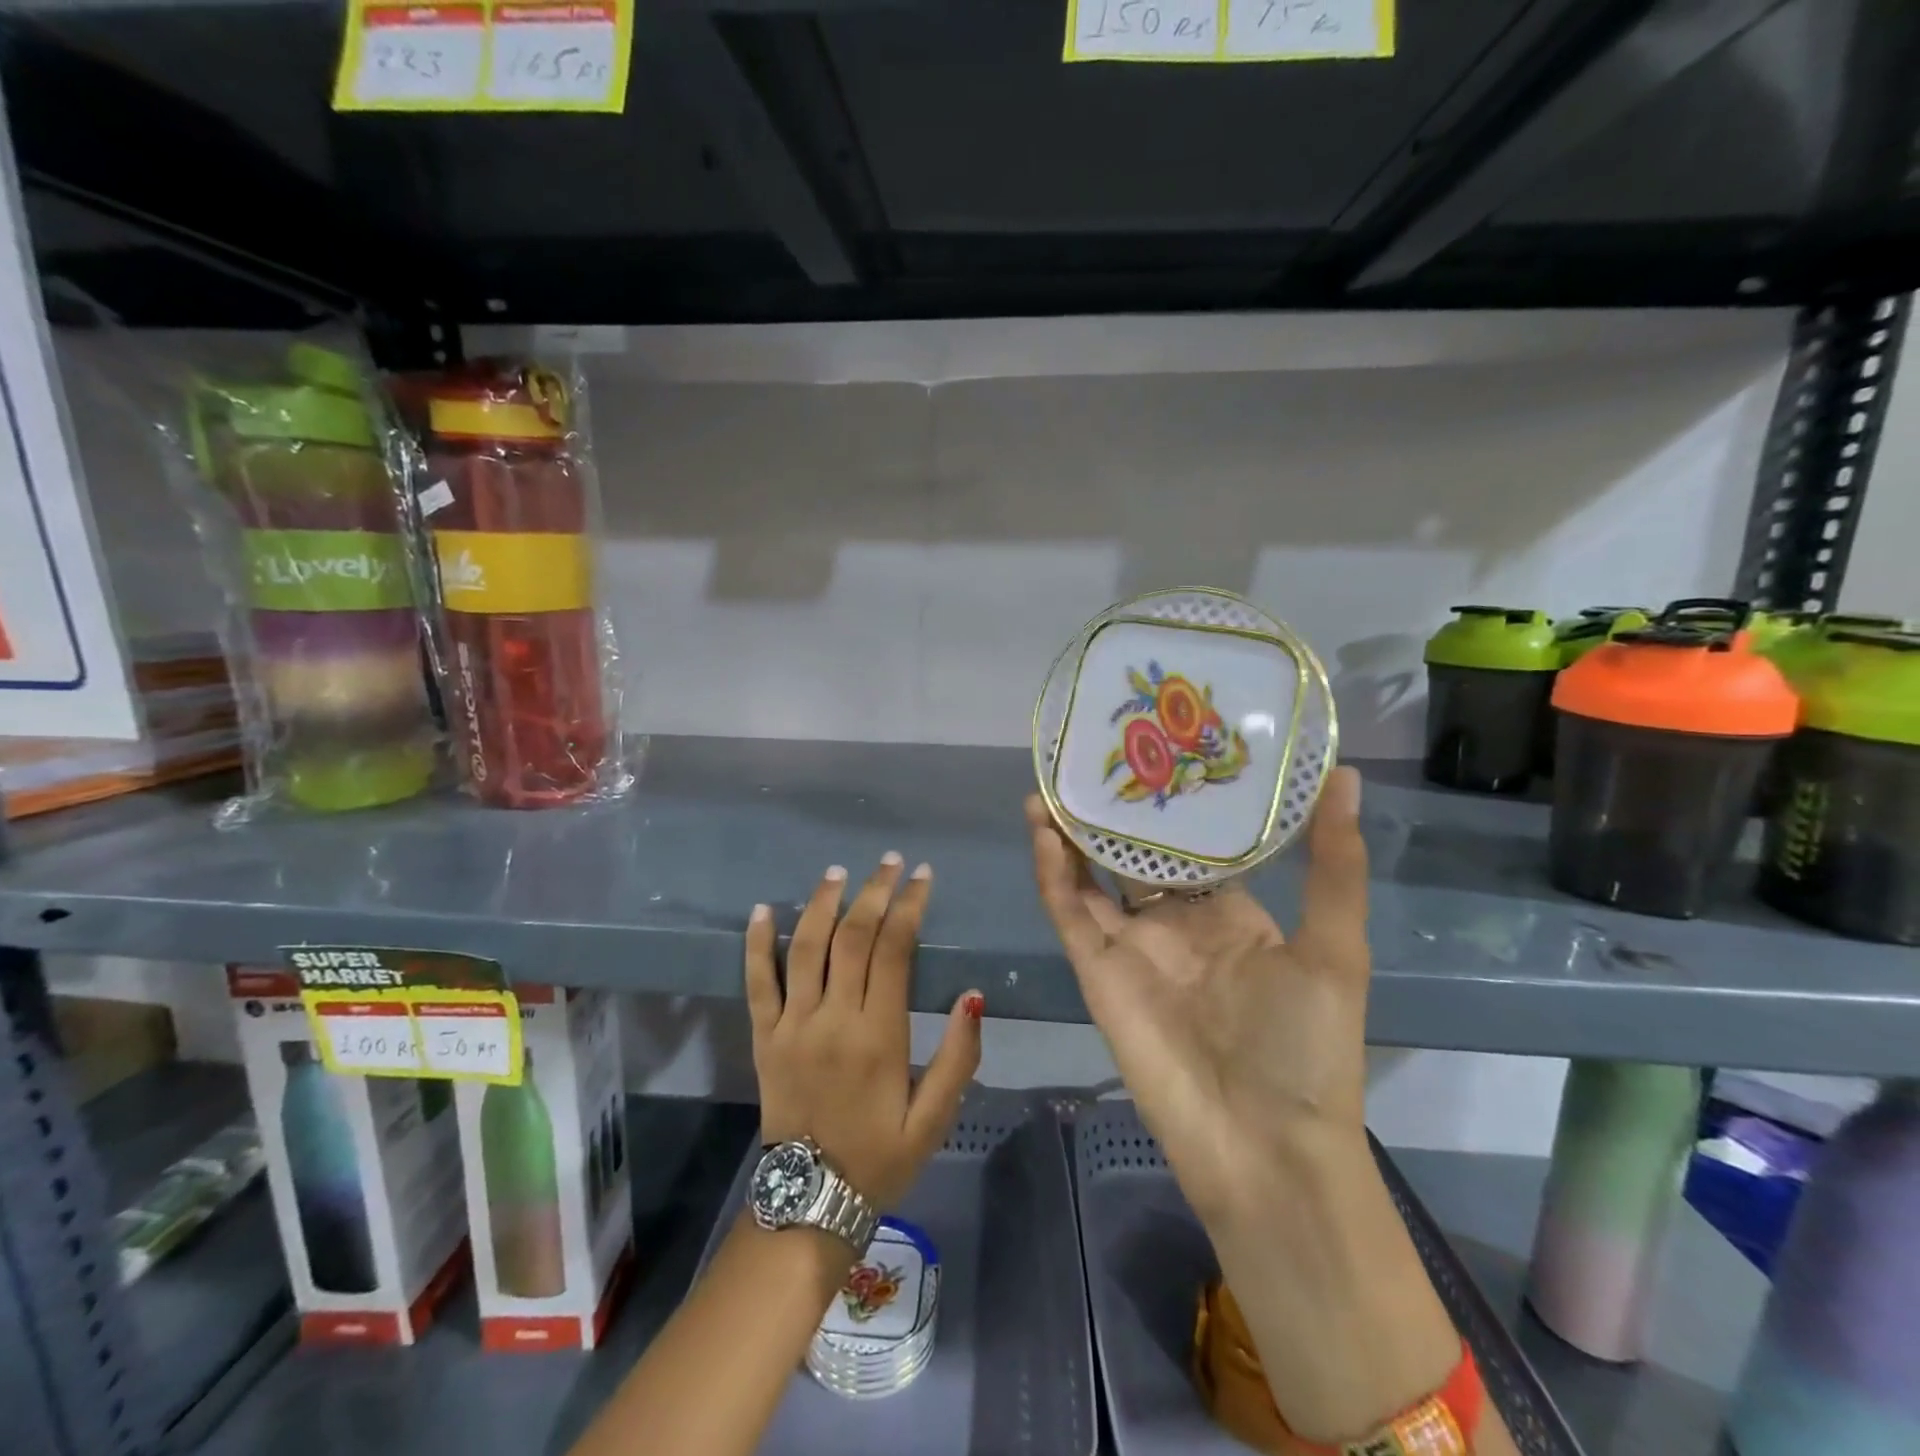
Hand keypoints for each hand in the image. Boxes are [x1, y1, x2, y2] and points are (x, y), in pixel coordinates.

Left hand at [745, 854, 983, 1210]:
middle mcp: (832, 1019)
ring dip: (822, 904)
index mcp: (878, 1036)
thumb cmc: (880, 1158)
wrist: (808, 1203)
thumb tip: (972, 995)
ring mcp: (792, 1026)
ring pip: (806, 948)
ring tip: (838, 871)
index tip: (922, 877)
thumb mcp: (934, 1118)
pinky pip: (757, 983)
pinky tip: (764, 909)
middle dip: (873, 892)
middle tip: (890, 862)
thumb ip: (959, 1057)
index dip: (909, 907)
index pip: (894, 951)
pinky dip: (758, 944)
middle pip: (851, 937)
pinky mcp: (764, 1038)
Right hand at [1024, 766, 1372, 1218]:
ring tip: (1054, 782)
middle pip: (1133, 855)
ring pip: (1090, 876)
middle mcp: (1176, 924)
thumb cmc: (1306, 1047)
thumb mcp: (1334, 948)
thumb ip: (1333, 864)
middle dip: (1114, 812)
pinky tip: (1045, 829)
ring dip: (1070, 833)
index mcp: (1231, 914)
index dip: (1178, 802)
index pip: (1196, 844)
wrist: (1264, 1150)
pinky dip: (1053, 872)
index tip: (1164, 747)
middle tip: (1096, 754)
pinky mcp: (1096, 971)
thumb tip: (1346, 775)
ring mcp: (1131, 947)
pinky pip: (1069, 912)